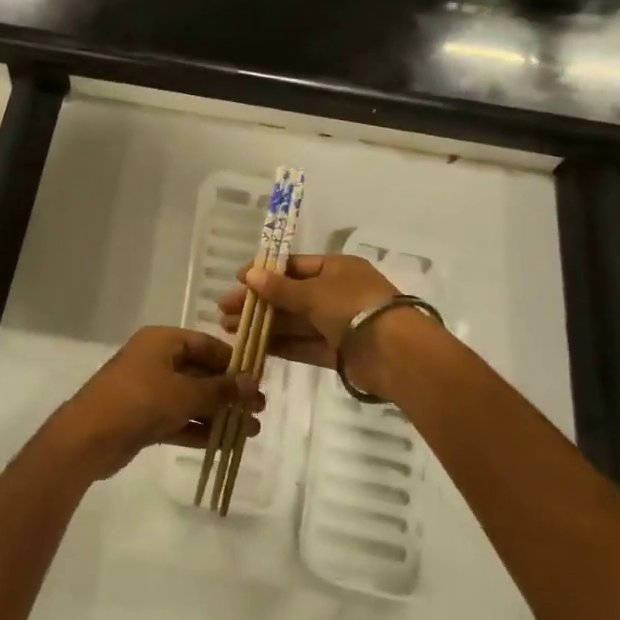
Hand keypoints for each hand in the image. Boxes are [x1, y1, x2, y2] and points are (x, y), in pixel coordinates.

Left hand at [47, 326, 261, 480]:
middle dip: (229, 391)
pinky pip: (179, 419)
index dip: (232, 360)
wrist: (89, 437)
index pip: (205, 343)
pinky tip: (227, 443)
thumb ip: (220, 389)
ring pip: (191, 399)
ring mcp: (149, 390)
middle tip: (260, 408)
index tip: (258, 378)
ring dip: (219, 413)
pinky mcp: (145, 418)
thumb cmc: (140, 401)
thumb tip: (252, 382)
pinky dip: (200, 429)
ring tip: (252, 430)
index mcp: (162, 341)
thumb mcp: (185, 393)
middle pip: (200, 371)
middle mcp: (155, 360)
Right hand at [217, 254, 405, 393]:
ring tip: (229, 329)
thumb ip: (280, 288)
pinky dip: (281, 345)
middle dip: (258, 303)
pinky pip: (304, 345)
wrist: (396, 353)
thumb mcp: (314, 292)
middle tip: (223, 310)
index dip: (265, 272)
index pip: (294, 266)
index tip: (237, 280)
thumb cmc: (354, 307)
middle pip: (290, 296)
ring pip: (294, 322)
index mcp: (336, 269)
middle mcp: (337, 293)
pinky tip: (254, 347)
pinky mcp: (338, 353)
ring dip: (264, 325)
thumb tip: (249, 275)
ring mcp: (337, 324)